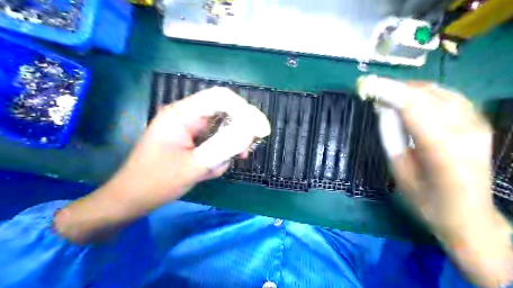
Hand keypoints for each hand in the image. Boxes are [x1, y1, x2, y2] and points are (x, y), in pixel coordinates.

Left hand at [55, 87, 269, 242]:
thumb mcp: (195, 166)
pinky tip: (214, 165)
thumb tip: (251, 132)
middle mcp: (184, 114)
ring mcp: (185, 126)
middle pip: (222, 110)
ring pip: (219, 125)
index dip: (244, 109)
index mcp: (182, 114)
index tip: (259, 130)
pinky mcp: (187, 137)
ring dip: (227, 143)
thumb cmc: (157, 182)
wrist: (130, 198)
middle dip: (238, 130)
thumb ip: (225, 147)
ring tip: (224, 163)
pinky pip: (211, 137)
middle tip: (245, 151)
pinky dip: (218, 150)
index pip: (221, 98)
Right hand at [385, 82, 512, 286]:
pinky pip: (449, 97)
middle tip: (374, 91)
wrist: (469, 217)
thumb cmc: (427, 201)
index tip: (367, 84)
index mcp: (442, 149)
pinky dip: (426, 94)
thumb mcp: (400, 172)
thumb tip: (382, 107)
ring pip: (438, 91)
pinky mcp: (479, 123)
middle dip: (396, 88)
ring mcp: (476, 124)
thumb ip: (390, 136)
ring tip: (389, 97)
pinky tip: (412, 102)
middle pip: (425, 94)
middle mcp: (464, 130)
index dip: (388, 91)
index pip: (412, 106)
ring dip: (409, 90)